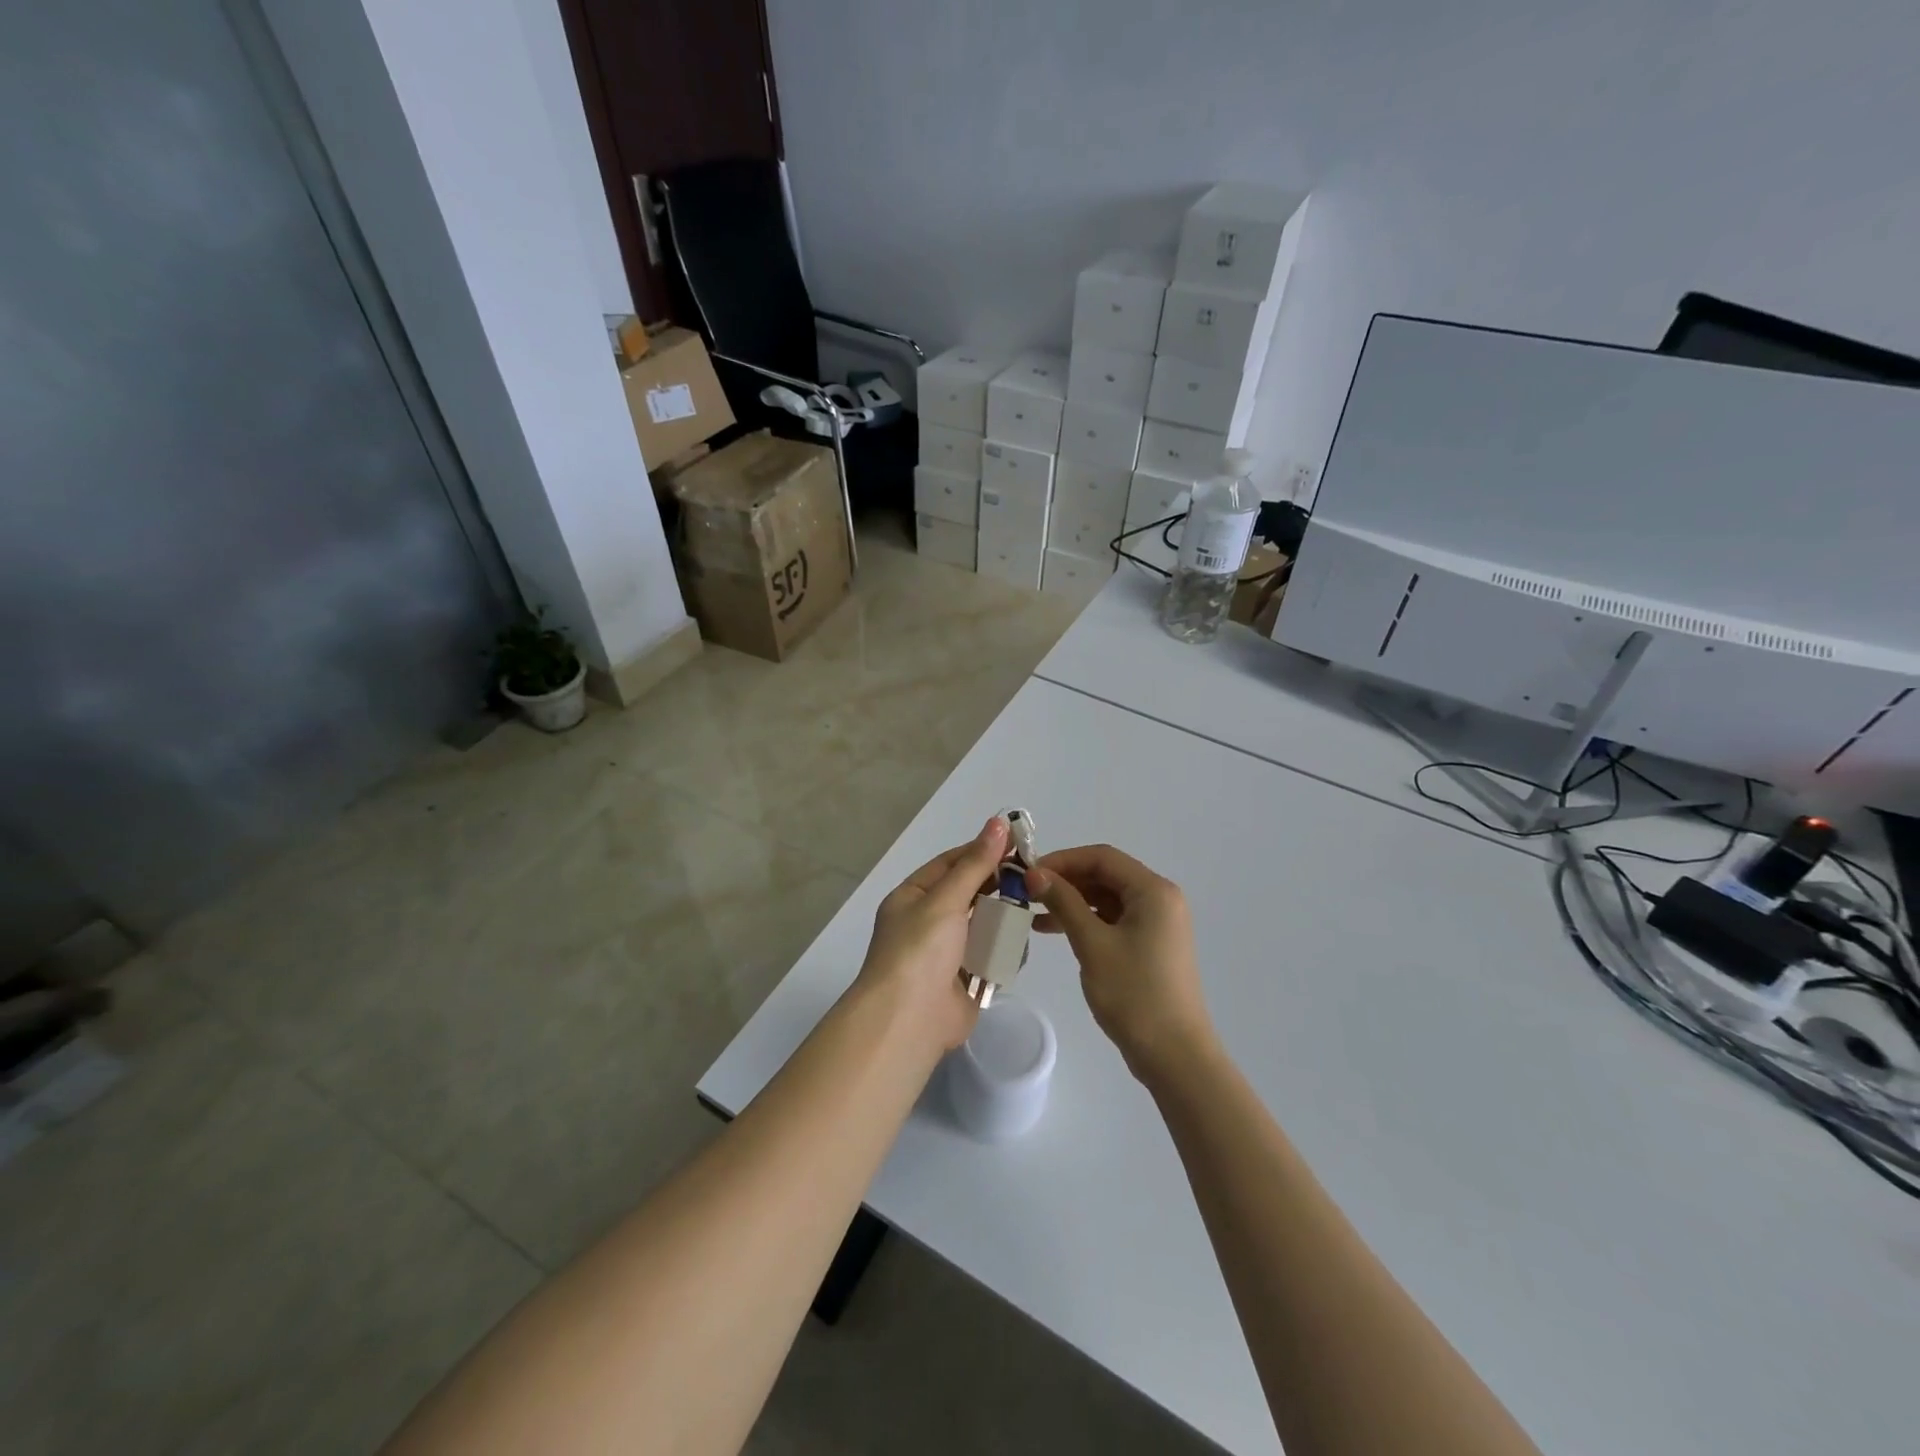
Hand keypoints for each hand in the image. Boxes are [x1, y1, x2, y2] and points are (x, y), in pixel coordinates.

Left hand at [854, 816, 1009, 1052]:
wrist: (908, 1021)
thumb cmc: (920, 950)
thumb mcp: (945, 899)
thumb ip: (975, 863)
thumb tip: (999, 822)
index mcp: (912, 898)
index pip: (950, 864)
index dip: (981, 851)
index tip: (1017, 843)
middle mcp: (927, 922)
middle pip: (968, 894)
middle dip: (997, 886)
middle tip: (1032, 875)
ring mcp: (945, 954)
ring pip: (982, 925)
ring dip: (1003, 918)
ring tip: (1033, 905)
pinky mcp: (964, 981)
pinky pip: (989, 957)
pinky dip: (1004, 951)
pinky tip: (1023, 941)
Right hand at [1027, 845, 1216, 1084]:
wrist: (1174, 1056)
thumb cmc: (1134, 994)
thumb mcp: (1092, 944)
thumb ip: (1063, 902)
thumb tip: (1034, 873)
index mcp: (1154, 891)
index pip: (1102, 857)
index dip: (1062, 860)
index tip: (1027, 873)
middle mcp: (1160, 899)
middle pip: (1105, 875)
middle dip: (1065, 880)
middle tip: (1026, 892)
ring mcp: (1157, 923)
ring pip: (1106, 898)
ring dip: (1072, 901)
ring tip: (1033, 912)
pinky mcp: (1150, 944)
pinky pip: (1113, 919)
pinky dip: (1085, 920)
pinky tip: (1054, 930)